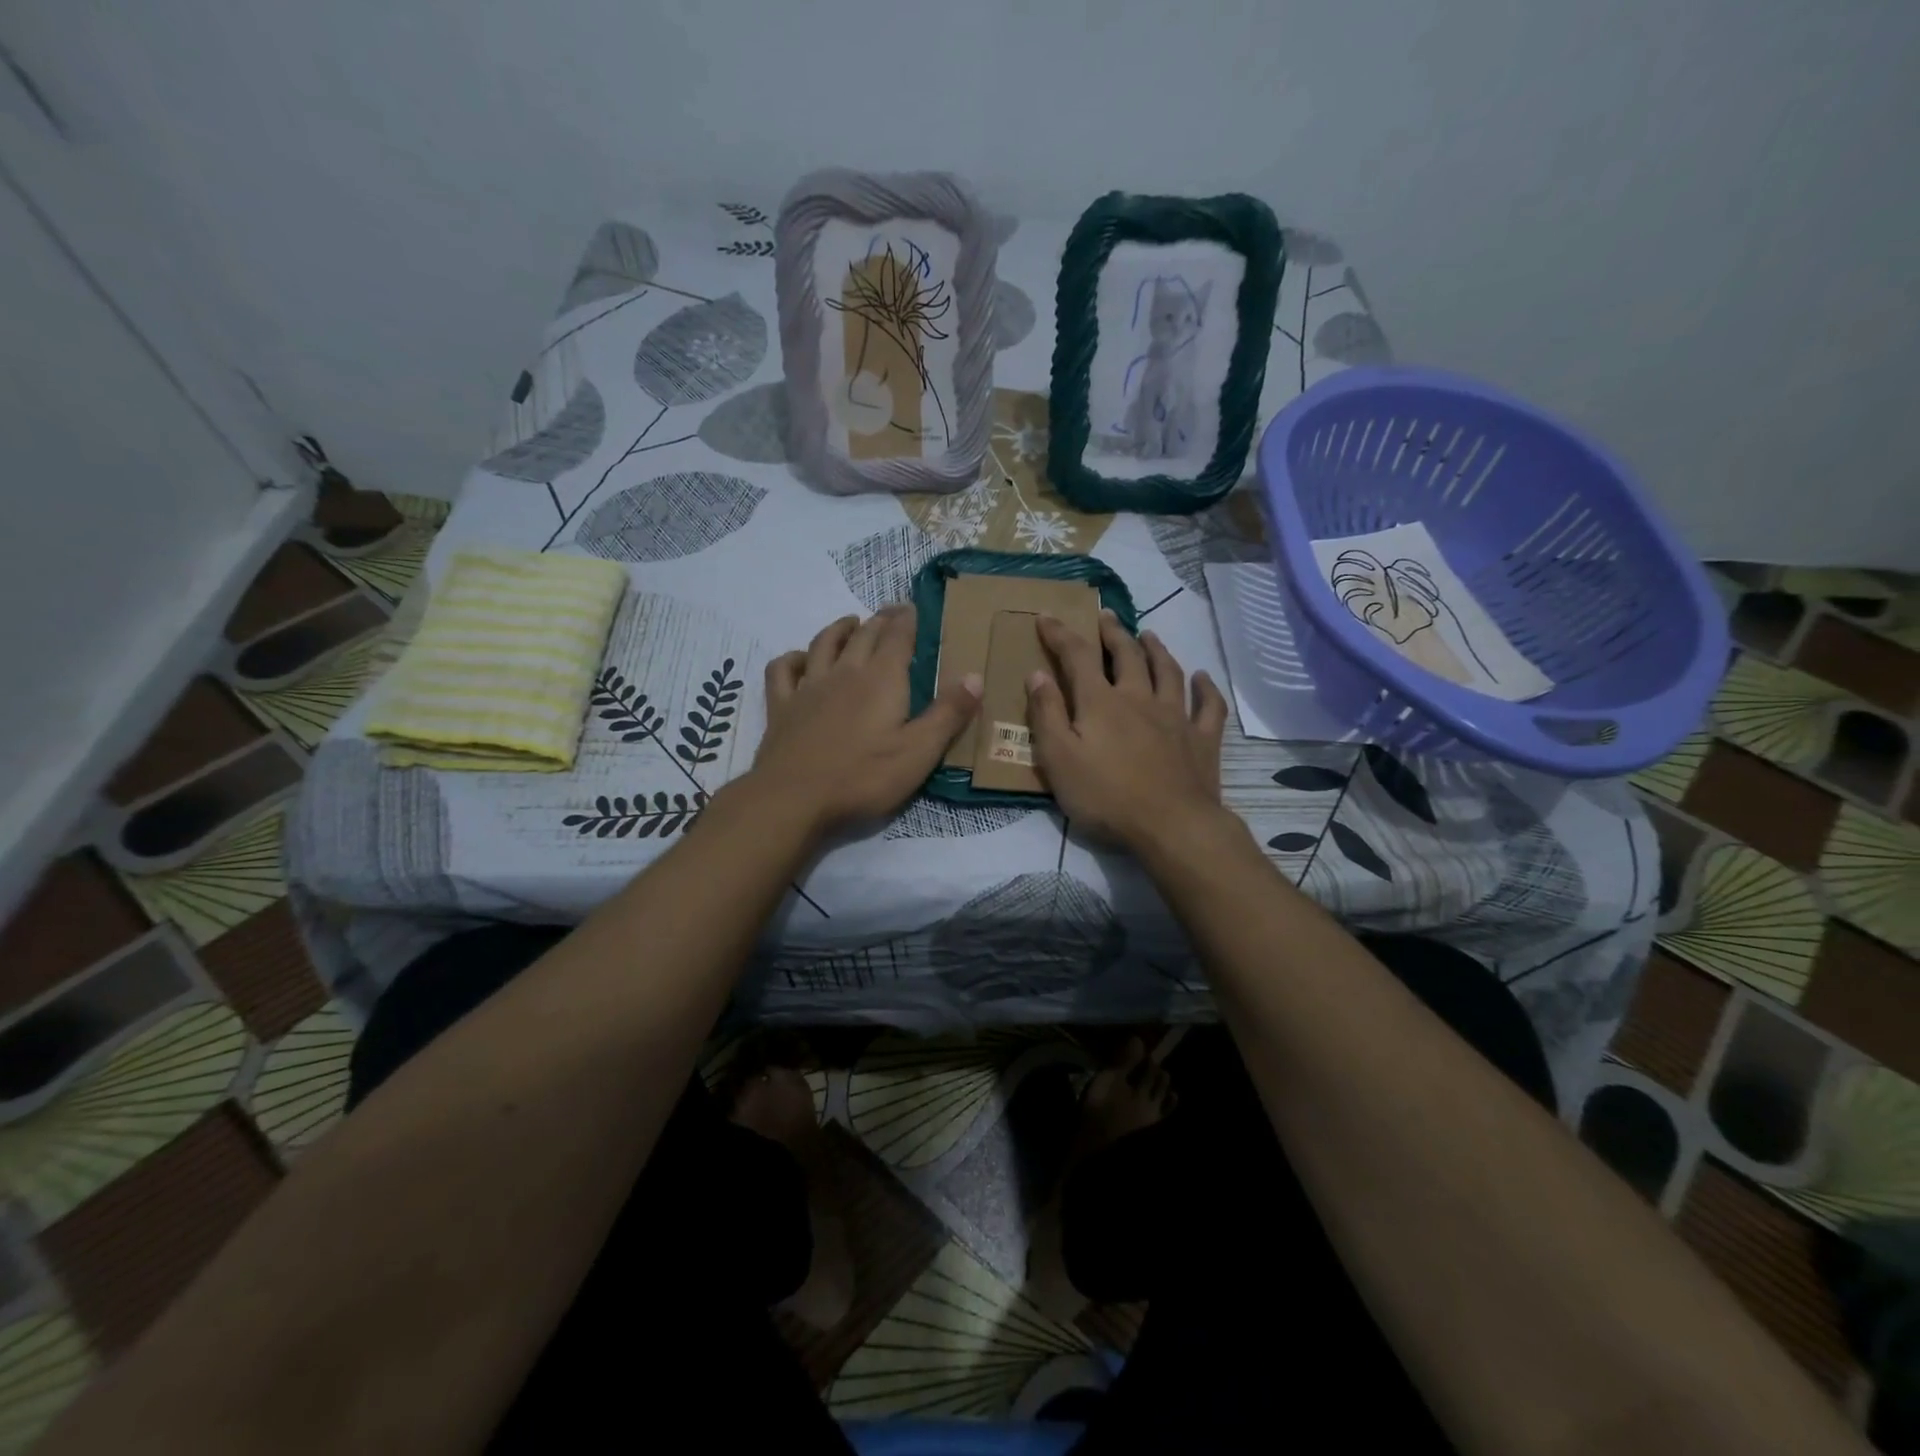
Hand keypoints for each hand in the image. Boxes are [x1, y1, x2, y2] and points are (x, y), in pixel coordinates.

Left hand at [748, 605, 979, 838]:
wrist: (793, 799)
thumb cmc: (863, 778)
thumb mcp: (919, 752)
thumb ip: (948, 714)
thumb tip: (975, 676)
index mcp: (882, 680)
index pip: (898, 636)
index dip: (907, 619)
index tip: (913, 608)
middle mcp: (845, 672)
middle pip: (863, 635)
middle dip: (880, 620)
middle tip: (891, 613)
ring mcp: (809, 687)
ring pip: (823, 644)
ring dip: (839, 629)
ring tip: (850, 623)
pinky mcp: (781, 706)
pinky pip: (783, 669)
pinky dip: (792, 658)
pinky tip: (800, 660)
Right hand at [1027, 613, 1229, 850]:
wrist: (1171, 826)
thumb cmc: (1106, 796)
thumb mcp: (1058, 759)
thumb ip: (1046, 714)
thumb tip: (1037, 674)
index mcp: (1101, 702)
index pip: (1077, 656)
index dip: (1060, 633)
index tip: (1046, 616)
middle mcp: (1140, 698)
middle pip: (1127, 655)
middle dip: (1113, 632)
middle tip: (1106, 616)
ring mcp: (1176, 717)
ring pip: (1168, 671)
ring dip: (1157, 650)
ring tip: (1149, 634)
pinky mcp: (1203, 739)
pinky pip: (1208, 706)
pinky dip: (1206, 689)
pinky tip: (1203, 678)